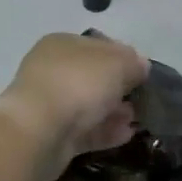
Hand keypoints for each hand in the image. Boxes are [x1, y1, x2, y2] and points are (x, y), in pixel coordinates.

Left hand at [0, 33, 148, 180]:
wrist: (39, 130)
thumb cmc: (78, 84)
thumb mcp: (117, 64)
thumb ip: (133, 63)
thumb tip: (141, 65)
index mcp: (62, 44)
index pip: (98, 46)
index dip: (123, 56)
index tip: (142, 72)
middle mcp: (53, 70)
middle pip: (93, 77)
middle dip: (118, 87)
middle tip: (141, 98)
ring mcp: (50, 104)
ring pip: (89, 105)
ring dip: (114, 111)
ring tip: (135, 119)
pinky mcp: (52, 135)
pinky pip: (84, 130)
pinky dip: (105, 131)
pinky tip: (126, 135)